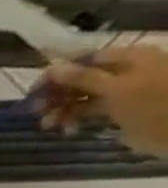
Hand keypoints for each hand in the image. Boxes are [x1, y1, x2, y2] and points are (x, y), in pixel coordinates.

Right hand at [41, 45, 167, 154]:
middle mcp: (125, 71)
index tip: (33, 92)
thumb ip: (83, 77)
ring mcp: (121, 91)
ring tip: (48, 125)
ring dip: (60, 110)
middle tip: (35, 112)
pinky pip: (88, 111)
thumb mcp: (117, 87)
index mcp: (130, 58)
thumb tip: (51, 68)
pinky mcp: (118, 109)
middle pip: (80, 79)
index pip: (85, 60)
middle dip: (56, 95)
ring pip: (81, 96)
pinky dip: (73, 119)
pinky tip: (67, 129)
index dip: (57, 74)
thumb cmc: (153, 103)